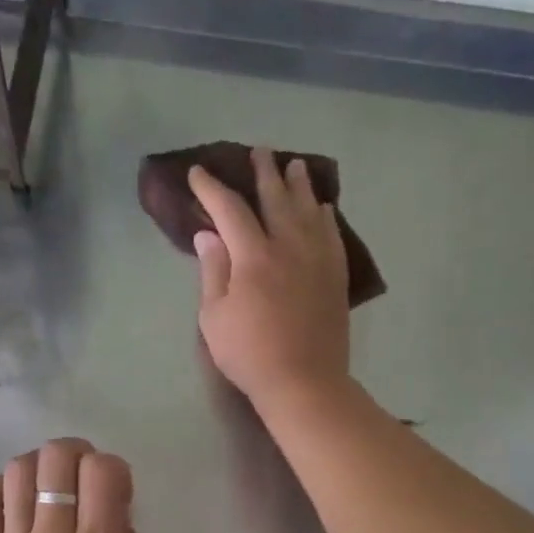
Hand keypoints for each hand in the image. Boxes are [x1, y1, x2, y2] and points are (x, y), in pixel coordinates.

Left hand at [0, 437, 162, 532]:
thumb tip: (127, 527)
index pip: (102, 472)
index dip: (114, 468)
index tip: (117, 494)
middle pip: (55, 459)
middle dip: (75, 452)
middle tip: (82, 475)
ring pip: (16, 473)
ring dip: (37, 466)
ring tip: (48, 484)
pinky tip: (12, 499)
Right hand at [191, 148, 350, 415]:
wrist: (303, 382)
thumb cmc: (249, 353)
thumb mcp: (215, 317)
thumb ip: (213, 271)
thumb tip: (208, 234)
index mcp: (253, 256)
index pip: (230, 209)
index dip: (212, 189)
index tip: (198, 174)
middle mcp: (289, 247)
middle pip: (276, 199)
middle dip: (264, 172)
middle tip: (260, 151)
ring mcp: (317, 260)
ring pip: (309, 211)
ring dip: (300, 185)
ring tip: (295, 165)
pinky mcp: (335, 277)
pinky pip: (332, 235)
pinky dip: (325, 217)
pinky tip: (323, 208)